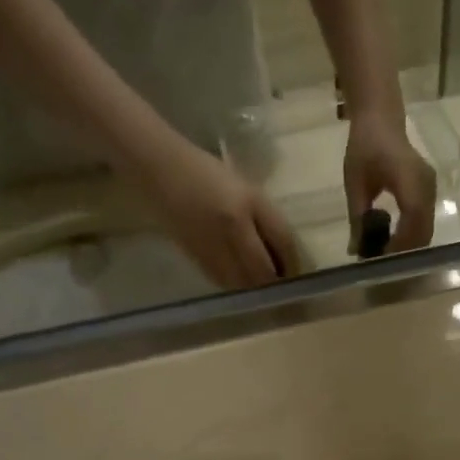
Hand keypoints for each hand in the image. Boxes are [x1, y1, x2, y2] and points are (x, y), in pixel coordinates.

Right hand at [140, 137, 297, 289]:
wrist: (161, 171)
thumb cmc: (207, 173)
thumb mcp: (245, 188)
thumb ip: (265, 218)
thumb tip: (283, 253)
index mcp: (249, 203)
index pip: (284, 241)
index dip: (294, 262)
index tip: (298, 271)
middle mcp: (233, 228)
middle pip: (264, 271)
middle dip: (276, 281)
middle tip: (282, 283)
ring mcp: (214, 246)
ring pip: (244, 283)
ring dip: (256, 288)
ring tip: (262, 284)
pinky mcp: (197, 258)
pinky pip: (225, 282)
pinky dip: (237, 285)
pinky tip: (240, 280)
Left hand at [344, 111, 436, 254]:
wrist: (382, 119)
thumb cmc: (365, 146)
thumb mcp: (355, 183)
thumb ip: (357, 218)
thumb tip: (355, 251)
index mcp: (408, 178)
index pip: (413, 218)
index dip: (401, 244)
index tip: (381, 260)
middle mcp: (426, 185)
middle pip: (423, 231)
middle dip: (404, 252)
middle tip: (381, 267)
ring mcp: (431, 189)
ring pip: (426, 230)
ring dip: (408, 247)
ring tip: (384, 257)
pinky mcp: (429, 192)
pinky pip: (424, 222)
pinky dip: (411, 237)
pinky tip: (392, 244)